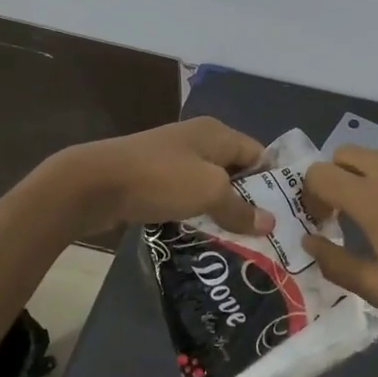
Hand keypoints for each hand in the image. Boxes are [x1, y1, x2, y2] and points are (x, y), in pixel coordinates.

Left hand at [44, 117, 272, 236]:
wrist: (93, 183)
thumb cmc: (160, 179)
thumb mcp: (208, 192)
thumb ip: (240, 208)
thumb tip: (269, 223)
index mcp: (216, 133)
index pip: (258, 154)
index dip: (272, 182)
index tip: (285, 214)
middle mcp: (198, 141)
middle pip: (235, 171)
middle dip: (248, 201)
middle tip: (265, 236)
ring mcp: (173, 159)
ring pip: (209, 186)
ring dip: (220, 211)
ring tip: (239, 243)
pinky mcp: (153, 179)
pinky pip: (185, 197)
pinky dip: (195, 214)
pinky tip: (203, 238)